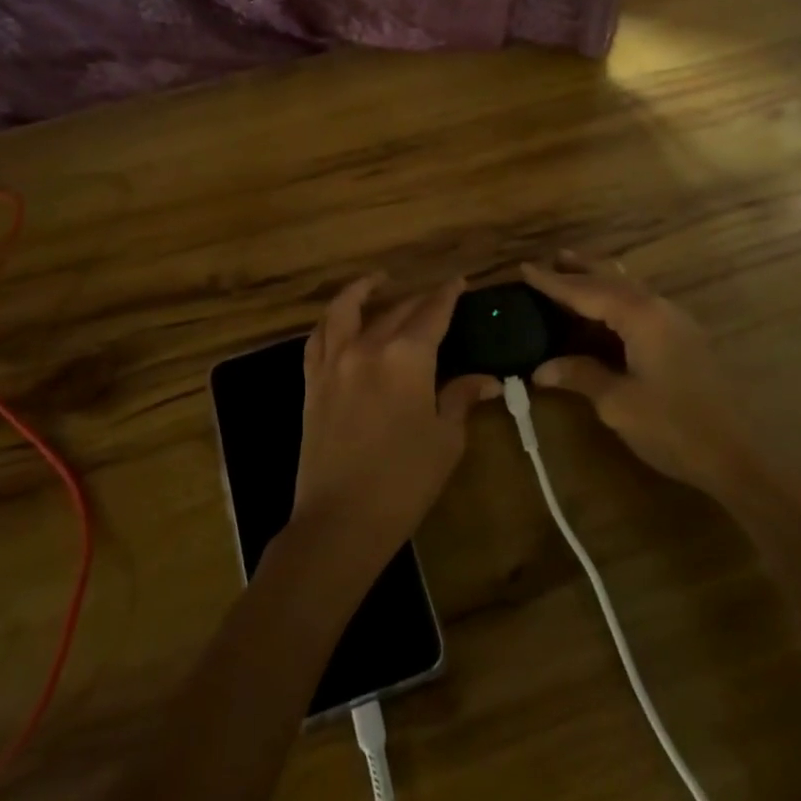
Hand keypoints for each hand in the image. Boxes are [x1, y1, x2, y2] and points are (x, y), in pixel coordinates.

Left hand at [296, 274, 499, 565]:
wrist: (341, 519)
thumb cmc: (404, 481)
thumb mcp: (445, 439)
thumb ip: (460, 398)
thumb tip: (488, 380)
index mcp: (407, 357)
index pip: (432, 312)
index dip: (448, 295)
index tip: (459, 282)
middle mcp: (368, 346)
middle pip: (396, 310)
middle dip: (419, 299)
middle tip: (436, 297)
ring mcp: (334, 362)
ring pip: (345, 310)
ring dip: (363, 290)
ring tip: (377, 281)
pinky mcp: (312, 382)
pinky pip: (318, 338)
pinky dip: (330, 320)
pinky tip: (339, 319)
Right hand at [523, 253, 756, 499]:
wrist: (737, 456)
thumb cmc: (673, 427)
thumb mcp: (618, 404)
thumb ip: (580, 376)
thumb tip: (540, 369)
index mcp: (641, 316)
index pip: (587, 291)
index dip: (553, 282)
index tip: (525, 268)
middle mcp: (660, 309)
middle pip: (614, 278)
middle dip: (581, 269)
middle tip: (551, 258)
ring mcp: (677, 323)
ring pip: (631, 289)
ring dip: (602, 280)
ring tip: (575, 273)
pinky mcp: (685, 340)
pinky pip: (643, 305)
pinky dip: (617, 300)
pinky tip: (607, 311)